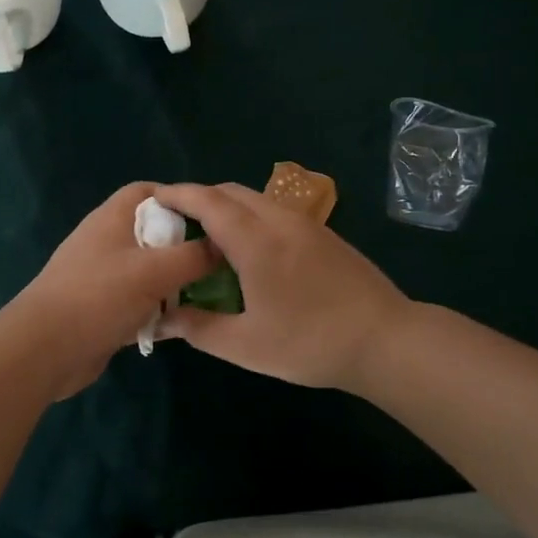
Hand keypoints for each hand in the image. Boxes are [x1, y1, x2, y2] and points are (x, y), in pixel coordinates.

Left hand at [18, 182, 215, 389]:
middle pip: (153, 233)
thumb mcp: (154, 271)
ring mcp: (103, 278)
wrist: (44, 351)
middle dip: (185, 245)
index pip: (148, 192)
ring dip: (175, 283)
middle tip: (220, 260)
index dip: (180, 198)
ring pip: (149, 271)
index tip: (213, 218)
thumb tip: (223, 247)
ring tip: (211, 294)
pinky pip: (140, 303)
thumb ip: (193, 256)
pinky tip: (185, 324)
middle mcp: (107, 242)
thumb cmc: (98, 297)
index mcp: (112, 219)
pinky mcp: (104, 311)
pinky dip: (160, 311)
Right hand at [153, 183, 412, 390]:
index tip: (152, 199)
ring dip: (226, 208)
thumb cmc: (310, 342)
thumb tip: (163, 319)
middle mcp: (278, 219)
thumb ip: (199, 328)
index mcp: (255, 240)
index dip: (176, 195)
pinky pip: (274, 211)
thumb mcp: (246, 346)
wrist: (386, 340)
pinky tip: (249, 251)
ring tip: (208, 239)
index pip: (206, 201)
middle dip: (198, 200)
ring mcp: (305, 223)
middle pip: (230, 192)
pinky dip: (250, 217)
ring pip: (255, 199)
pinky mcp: (323, 234)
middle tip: (175, 225)